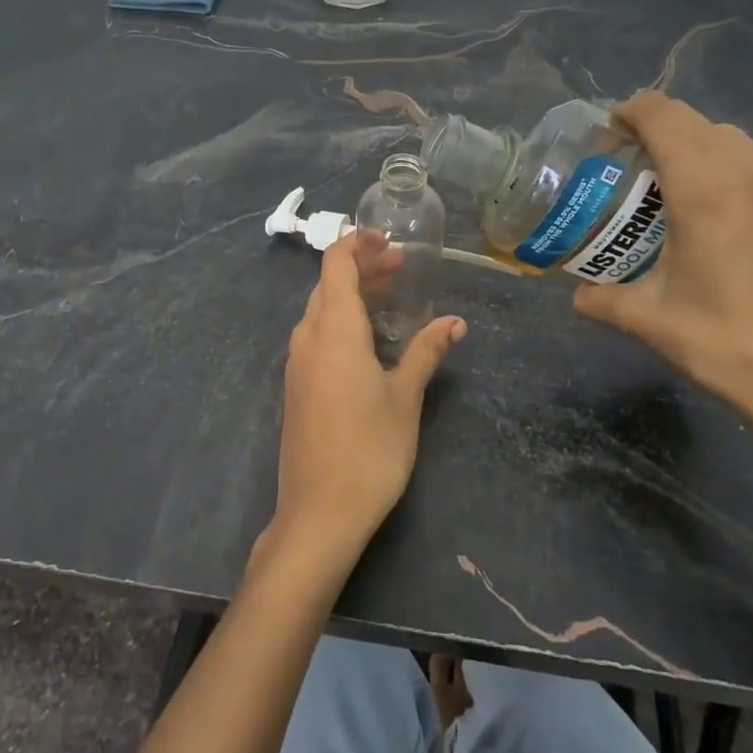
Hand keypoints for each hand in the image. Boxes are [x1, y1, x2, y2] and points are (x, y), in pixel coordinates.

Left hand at [270, 232, 466, 563]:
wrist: (318, 513)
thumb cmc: (369, 450)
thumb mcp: (405, 397)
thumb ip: (426, 352)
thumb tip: (455, 322)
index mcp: (334, 330)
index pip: (336, 264)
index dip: (358, 243)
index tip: (389, 238)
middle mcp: (308, 337)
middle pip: (329, 285)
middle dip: (363, 267)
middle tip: (402, 266)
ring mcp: (297, 363)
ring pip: (321, 310)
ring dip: (353, 294)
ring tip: (391, 294)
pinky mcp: (297, 386)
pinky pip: (317, 335)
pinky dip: (342, 320)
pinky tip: (369, 338)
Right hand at [572, 93, 752, 449]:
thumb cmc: (715, 341)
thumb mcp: (643, 317)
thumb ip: (599, 296)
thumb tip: (577, 292)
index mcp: (702, 191)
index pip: (665, 116)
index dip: (633, 111)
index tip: (613, 132)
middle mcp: (749, 175)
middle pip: (698, 124)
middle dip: (662, 132)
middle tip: (639, 165)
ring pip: (737, 140)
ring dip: (703, 149)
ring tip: (686, 184)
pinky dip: (745, 167)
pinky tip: (737, 204)